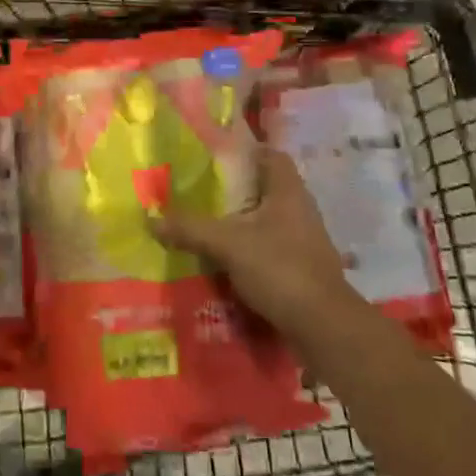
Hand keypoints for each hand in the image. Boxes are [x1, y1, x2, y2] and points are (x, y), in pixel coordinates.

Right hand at [159, 147, 355, 340]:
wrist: (324, 325)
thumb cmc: (280, 268)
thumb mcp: (228, 244)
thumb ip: (190, 229)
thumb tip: (151, 219)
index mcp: (288, 190)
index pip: (270, 154)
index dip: (245, 150)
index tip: (214, 155)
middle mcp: (300, 208)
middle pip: (266, 187)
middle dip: (236, 188)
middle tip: (201, 190)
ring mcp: (304, 239)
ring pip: (268, 219)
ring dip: (242, 221)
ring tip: (207, 224)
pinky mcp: (302, 267)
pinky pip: (271, 246)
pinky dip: (250, 248)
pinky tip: (225, 258)